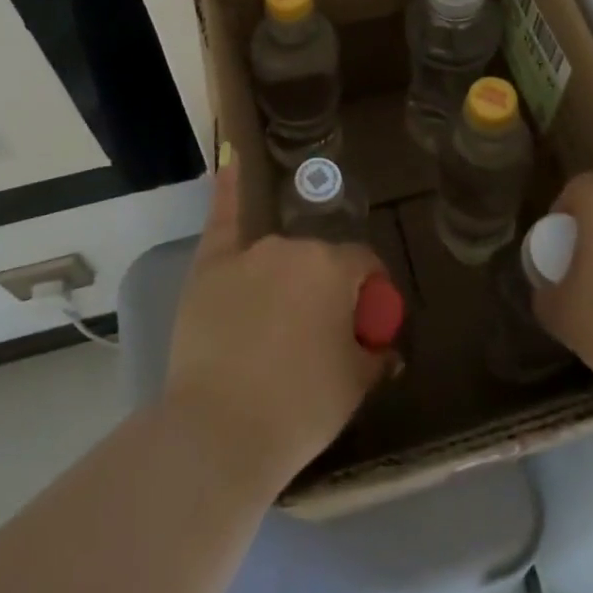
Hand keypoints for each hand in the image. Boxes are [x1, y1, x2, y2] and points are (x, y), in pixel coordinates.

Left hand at [163, 146, 390, 494]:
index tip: (365, 325)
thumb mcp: (356, 385)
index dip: (369, 295)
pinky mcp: (210, 266)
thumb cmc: (300, 409)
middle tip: (318, 335)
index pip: (365, 266)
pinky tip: (231, 159)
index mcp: (335, 267)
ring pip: (280, 256)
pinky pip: (224, 218)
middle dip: (326, 289)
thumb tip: (383, 345)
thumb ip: (376, 353)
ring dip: (287, 277)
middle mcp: (294, 247)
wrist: (220, 433)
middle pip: (320, 261)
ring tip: (276, 323)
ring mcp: (248, 253)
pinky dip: (229, 189)